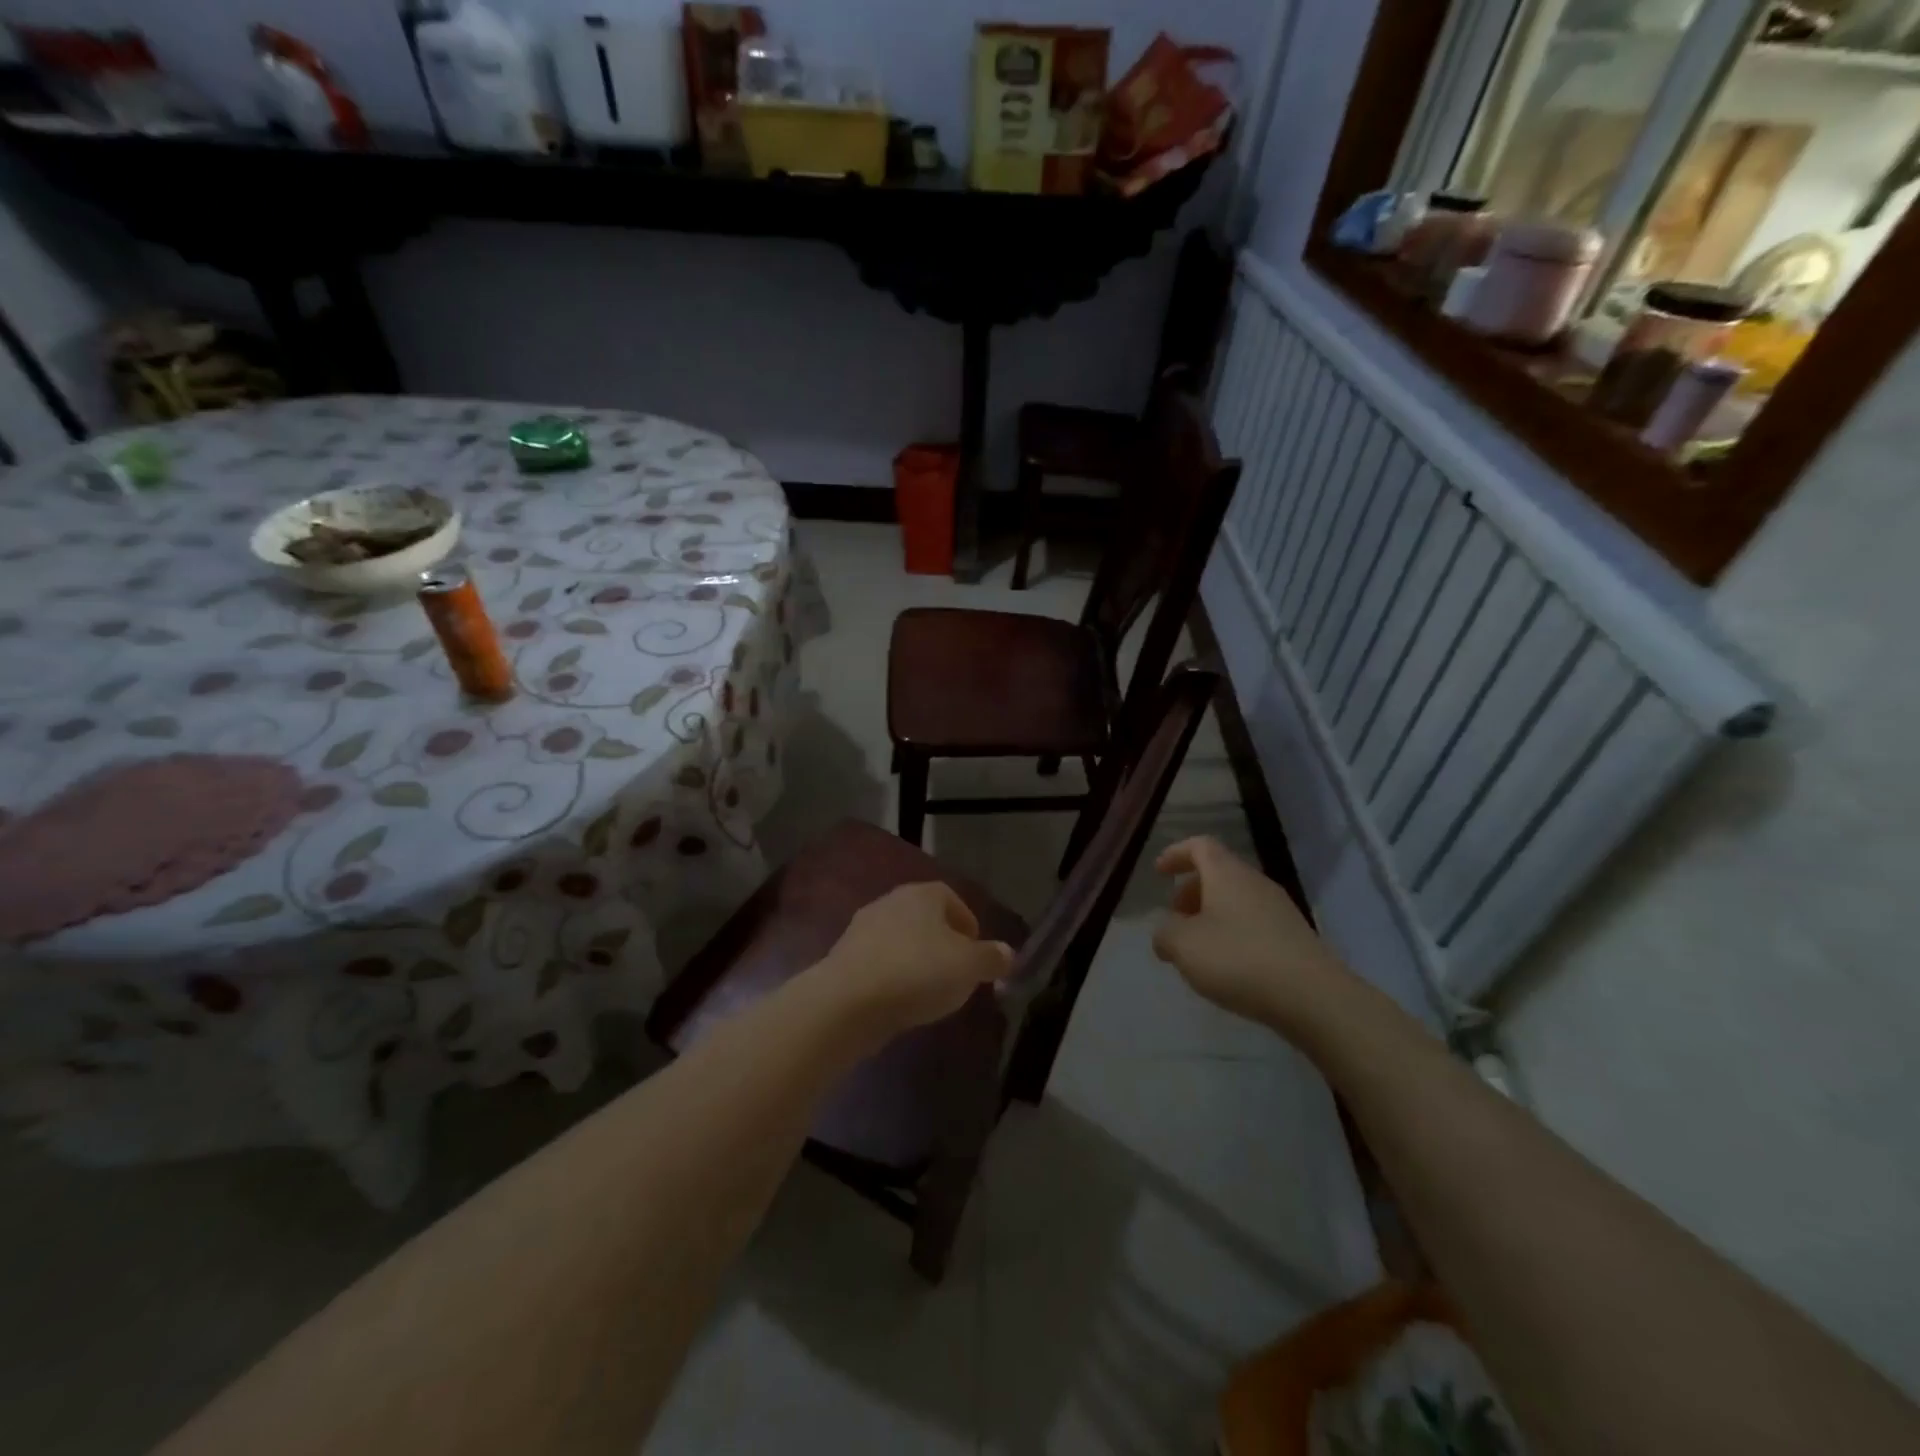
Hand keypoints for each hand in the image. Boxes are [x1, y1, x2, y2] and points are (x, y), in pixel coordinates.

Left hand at [811, 881, 1013, 1041]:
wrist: (848, 1001)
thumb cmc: (918, 972)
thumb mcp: (969, 967)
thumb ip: (991, 958)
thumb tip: (1007, 953)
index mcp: (923, 894)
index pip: (952, 898)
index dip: (968, 923)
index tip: (977, 953)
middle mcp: (891, 902)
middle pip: (925, 918)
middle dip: (942, 943)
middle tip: (957, 973)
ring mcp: (863, 928)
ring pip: (901, 940)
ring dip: (916, 960)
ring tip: (929, 992)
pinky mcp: (844, 957)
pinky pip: (879, 962)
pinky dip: (893, 976)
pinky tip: (899, 1001)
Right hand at [1151, 837, 1347, 1036]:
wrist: (1313, 997)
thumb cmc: (1239, 959)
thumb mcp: (1183, 946)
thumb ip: (1165, 933)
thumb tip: (1166, 932)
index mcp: (1227, 874)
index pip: (1200, 845)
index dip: (1176, 854)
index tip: (1159, 872)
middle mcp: (1255, 882)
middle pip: (1219, 873)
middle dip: (1191, 890)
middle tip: (1175, 917)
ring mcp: (1280, 909)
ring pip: (1237, 899)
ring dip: (1212, 914)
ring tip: (1197, 947)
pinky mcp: (1294, 937)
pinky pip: (1254, 922)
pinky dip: (1233, 933)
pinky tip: (1227, 965)